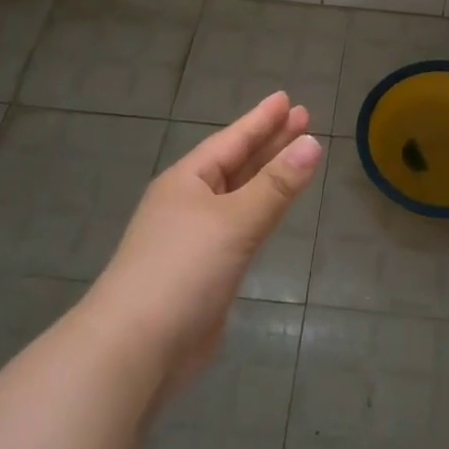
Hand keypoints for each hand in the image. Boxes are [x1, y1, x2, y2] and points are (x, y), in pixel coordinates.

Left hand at [87, 92, 322, 395]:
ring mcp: (194, 238)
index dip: (261, 119)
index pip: (232, 140)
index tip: (287, 98)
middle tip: (302, 118)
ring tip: (296, 154)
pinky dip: (261, 211)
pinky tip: (272, 209)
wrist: (135, 350)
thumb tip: (312, 143)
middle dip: (269, 141)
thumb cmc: (182, 270)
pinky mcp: (204, 272)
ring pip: (239, 195)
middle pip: (237, 163)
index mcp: (188, 180)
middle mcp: (189, 202)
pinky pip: (240, 227)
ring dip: (267, 175)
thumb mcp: (234, 220)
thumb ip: (276, 184)